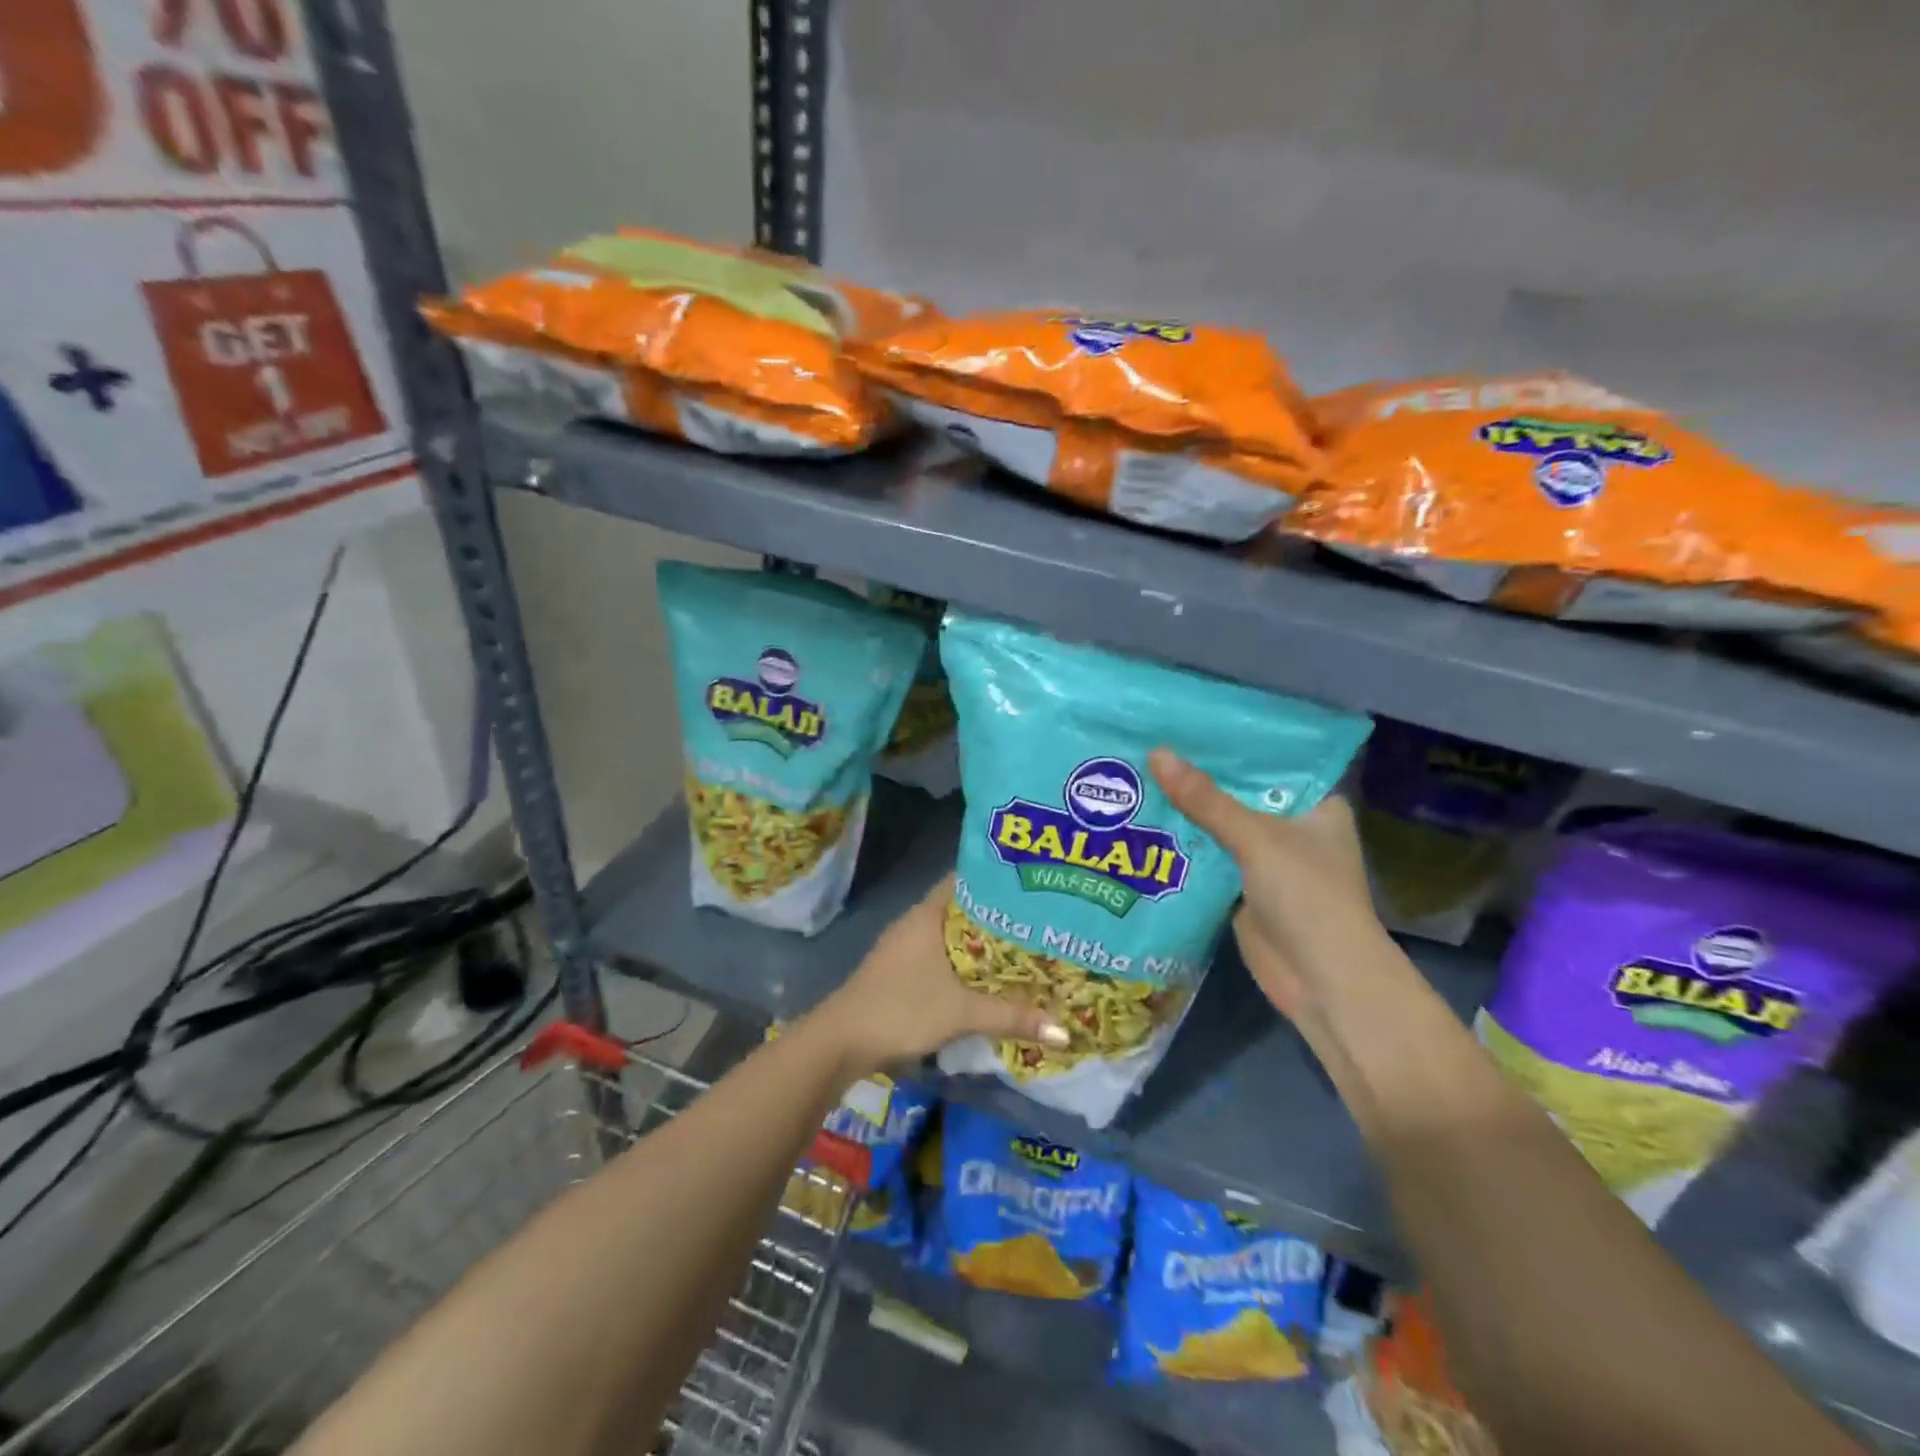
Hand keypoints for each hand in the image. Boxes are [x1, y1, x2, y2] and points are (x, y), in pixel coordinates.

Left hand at [815, 875, 1068, 1073]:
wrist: (840, 1042)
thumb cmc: (900, 1009)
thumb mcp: (961, 1013)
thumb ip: (1011, 1016)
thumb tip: (1064, 1030)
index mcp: (927, 914)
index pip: (965, 879)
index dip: (997, 878)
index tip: (1032, 882)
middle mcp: (916, 922)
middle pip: (963, 909)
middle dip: (998, 916)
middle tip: (1040, 920)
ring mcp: (905, 947)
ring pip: (952, 936)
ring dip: (981, 943)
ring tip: (1024, 948)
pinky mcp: (900, 972)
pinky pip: (941, 956)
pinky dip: (964, 963)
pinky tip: (987, 978)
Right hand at [1149, 748, 1391, 1024]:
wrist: (1322, 980)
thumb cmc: (1307, 896)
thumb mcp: (1256, 838)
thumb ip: (1206, 800)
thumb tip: (1156, 754)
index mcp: (1316, 805)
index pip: (1270, 761)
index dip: (1232, 743)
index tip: (1186, 721)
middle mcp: (1294, 828)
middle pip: (1240, 794)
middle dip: (1200, 777)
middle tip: (1149, 744)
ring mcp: (1267, 861)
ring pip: (1221, 826)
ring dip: (1188, 811)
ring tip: (1138, 775)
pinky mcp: (1243, 889)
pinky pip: (1209, 858)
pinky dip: (1184, 845)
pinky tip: (1145, 823)